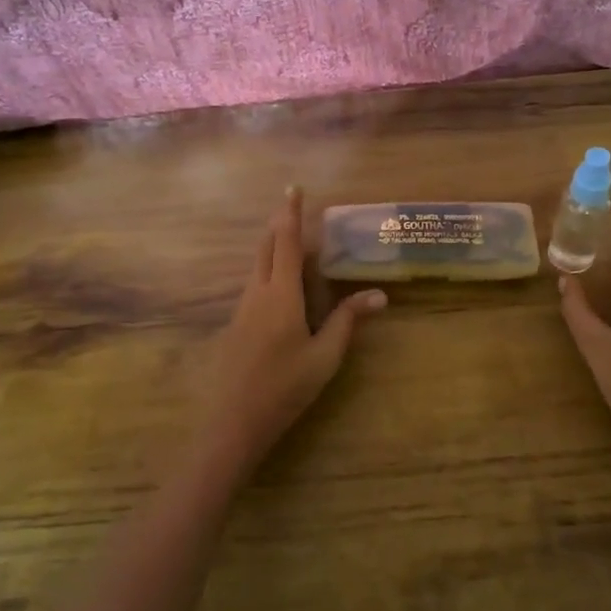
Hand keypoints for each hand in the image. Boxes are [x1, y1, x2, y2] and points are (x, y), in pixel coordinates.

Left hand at [202, 187, 385, 474]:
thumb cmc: (284, 388)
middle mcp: (257, 293)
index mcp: (281, 295)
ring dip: (272, 248)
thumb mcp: (325, 357)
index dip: (290, 213)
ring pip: (256, 266)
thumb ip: (348, 321)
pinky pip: (253, 286)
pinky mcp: (235, 326)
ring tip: (290, 243)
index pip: (286, 243)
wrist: (232, 423)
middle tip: (291, 207)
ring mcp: (241, 309)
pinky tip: (278, 289)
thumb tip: (379, 295)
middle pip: (266, 248)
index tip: (292, 187)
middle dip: (278, 224)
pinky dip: (267, 272)